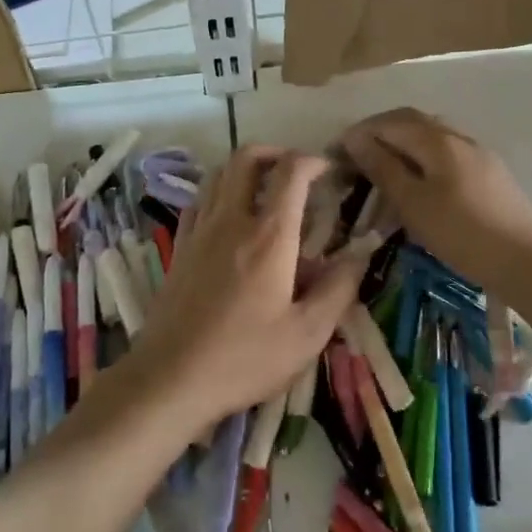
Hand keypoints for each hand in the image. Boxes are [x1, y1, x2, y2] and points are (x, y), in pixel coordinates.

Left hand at [135, 146, 371, 432]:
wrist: (171, 378)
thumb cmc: (245, 358)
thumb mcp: (307, 334)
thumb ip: (338, 288)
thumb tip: (360, 254)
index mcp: (269, 236)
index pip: (291, 172)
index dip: (313, 161)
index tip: (330, 170)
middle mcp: (231, 220)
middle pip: (246, 158)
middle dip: (276, 153)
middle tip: (296, 172)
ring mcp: (199, 230)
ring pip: (218, 173)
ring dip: (245, 169)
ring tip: (265, 190)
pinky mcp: (179, 247)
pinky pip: (199, 200)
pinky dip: (218, 193)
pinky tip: (229, 218)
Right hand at [340, 108, 531, 287]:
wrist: (527, 263)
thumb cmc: (462, 233)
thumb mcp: (412, 203)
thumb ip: (382, 167)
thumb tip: (355, 138)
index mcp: (437, 139)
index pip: (389, 122)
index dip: (360, 133)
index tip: (336, 152)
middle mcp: (458, 137)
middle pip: (412, 121)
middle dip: (380, 132)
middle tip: (357, 155)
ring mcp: (479, 153)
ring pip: (432, 136)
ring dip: (403, 144)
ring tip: (384, 169)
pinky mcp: (491, 173)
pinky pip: (447, 153)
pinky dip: (424, 158)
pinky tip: (420, 183)